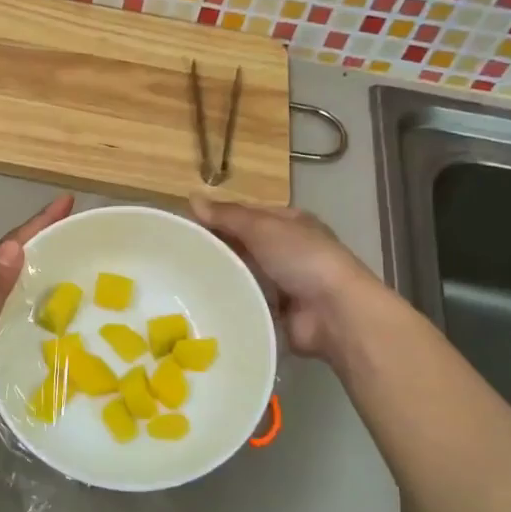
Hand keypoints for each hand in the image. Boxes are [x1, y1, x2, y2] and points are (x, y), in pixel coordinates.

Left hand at [0, 194, 73, 467]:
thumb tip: (14, 247)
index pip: (4, 249)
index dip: (36, 225)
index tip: (66, 201)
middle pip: (2, 263)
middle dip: (37, 243)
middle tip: (74, 233)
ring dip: (28, 273)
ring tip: (63, 271)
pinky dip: (18, 307)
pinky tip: (32, 322)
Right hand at [190, 197, 377, 363]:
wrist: (333, 312)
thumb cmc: (302, 258)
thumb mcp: (262, 227)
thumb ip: (227, 216)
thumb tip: (191, 198)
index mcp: (289, 223)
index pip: (246, 216)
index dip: (218, 218)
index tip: (185, 226)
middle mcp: (286, 251)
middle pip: (242, 246)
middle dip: (216, 250)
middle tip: (177, 256)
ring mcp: (282, 283)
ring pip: (241, 275)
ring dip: (220, 278)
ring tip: (181, 281)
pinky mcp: (275, 311)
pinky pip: (245, 302)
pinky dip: (229, 302)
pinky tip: (201, 303)